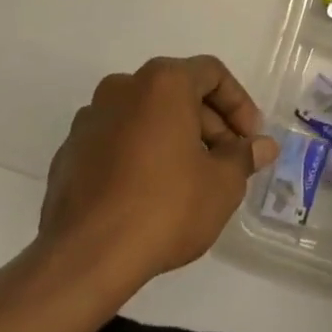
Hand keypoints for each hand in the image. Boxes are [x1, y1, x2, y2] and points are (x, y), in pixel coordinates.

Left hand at [33, 55, 278, 294]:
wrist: (85, 257)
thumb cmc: (166, 207)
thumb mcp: (223, 184)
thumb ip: (244, 156)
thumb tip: (263, 146)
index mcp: (162, 82)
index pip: (211, 73)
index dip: (239, 104)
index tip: (249, 139)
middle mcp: (122, 88)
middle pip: (177, 92)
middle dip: (208, 124)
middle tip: (227, 161)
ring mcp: (90, 120)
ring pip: (145, 116)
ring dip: (174, 138)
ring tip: (192, 179)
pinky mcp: (69, 153)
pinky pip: (117, 141)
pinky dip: (140, 155)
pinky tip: (152, 194)